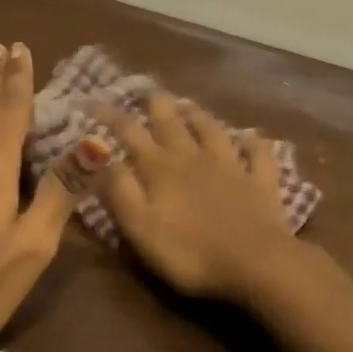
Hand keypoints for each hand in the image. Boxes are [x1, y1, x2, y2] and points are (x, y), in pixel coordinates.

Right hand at [91, 94, 297, 302]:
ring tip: (189, 105)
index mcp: (160, 168)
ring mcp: (231, 166)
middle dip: (156, 104)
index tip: (92, 100)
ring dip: (199, 115)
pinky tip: (251, 136)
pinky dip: (253, 143)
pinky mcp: (261, 182)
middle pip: (172, 123)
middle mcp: (194, 158)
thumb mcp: (140, 226)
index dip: (110, 115)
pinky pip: (258, 154)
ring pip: (213, 131)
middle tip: (147, 88)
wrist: (255, 262)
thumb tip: (100, 155)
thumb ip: (119, 189)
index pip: (129, 133)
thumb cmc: (189, 252)